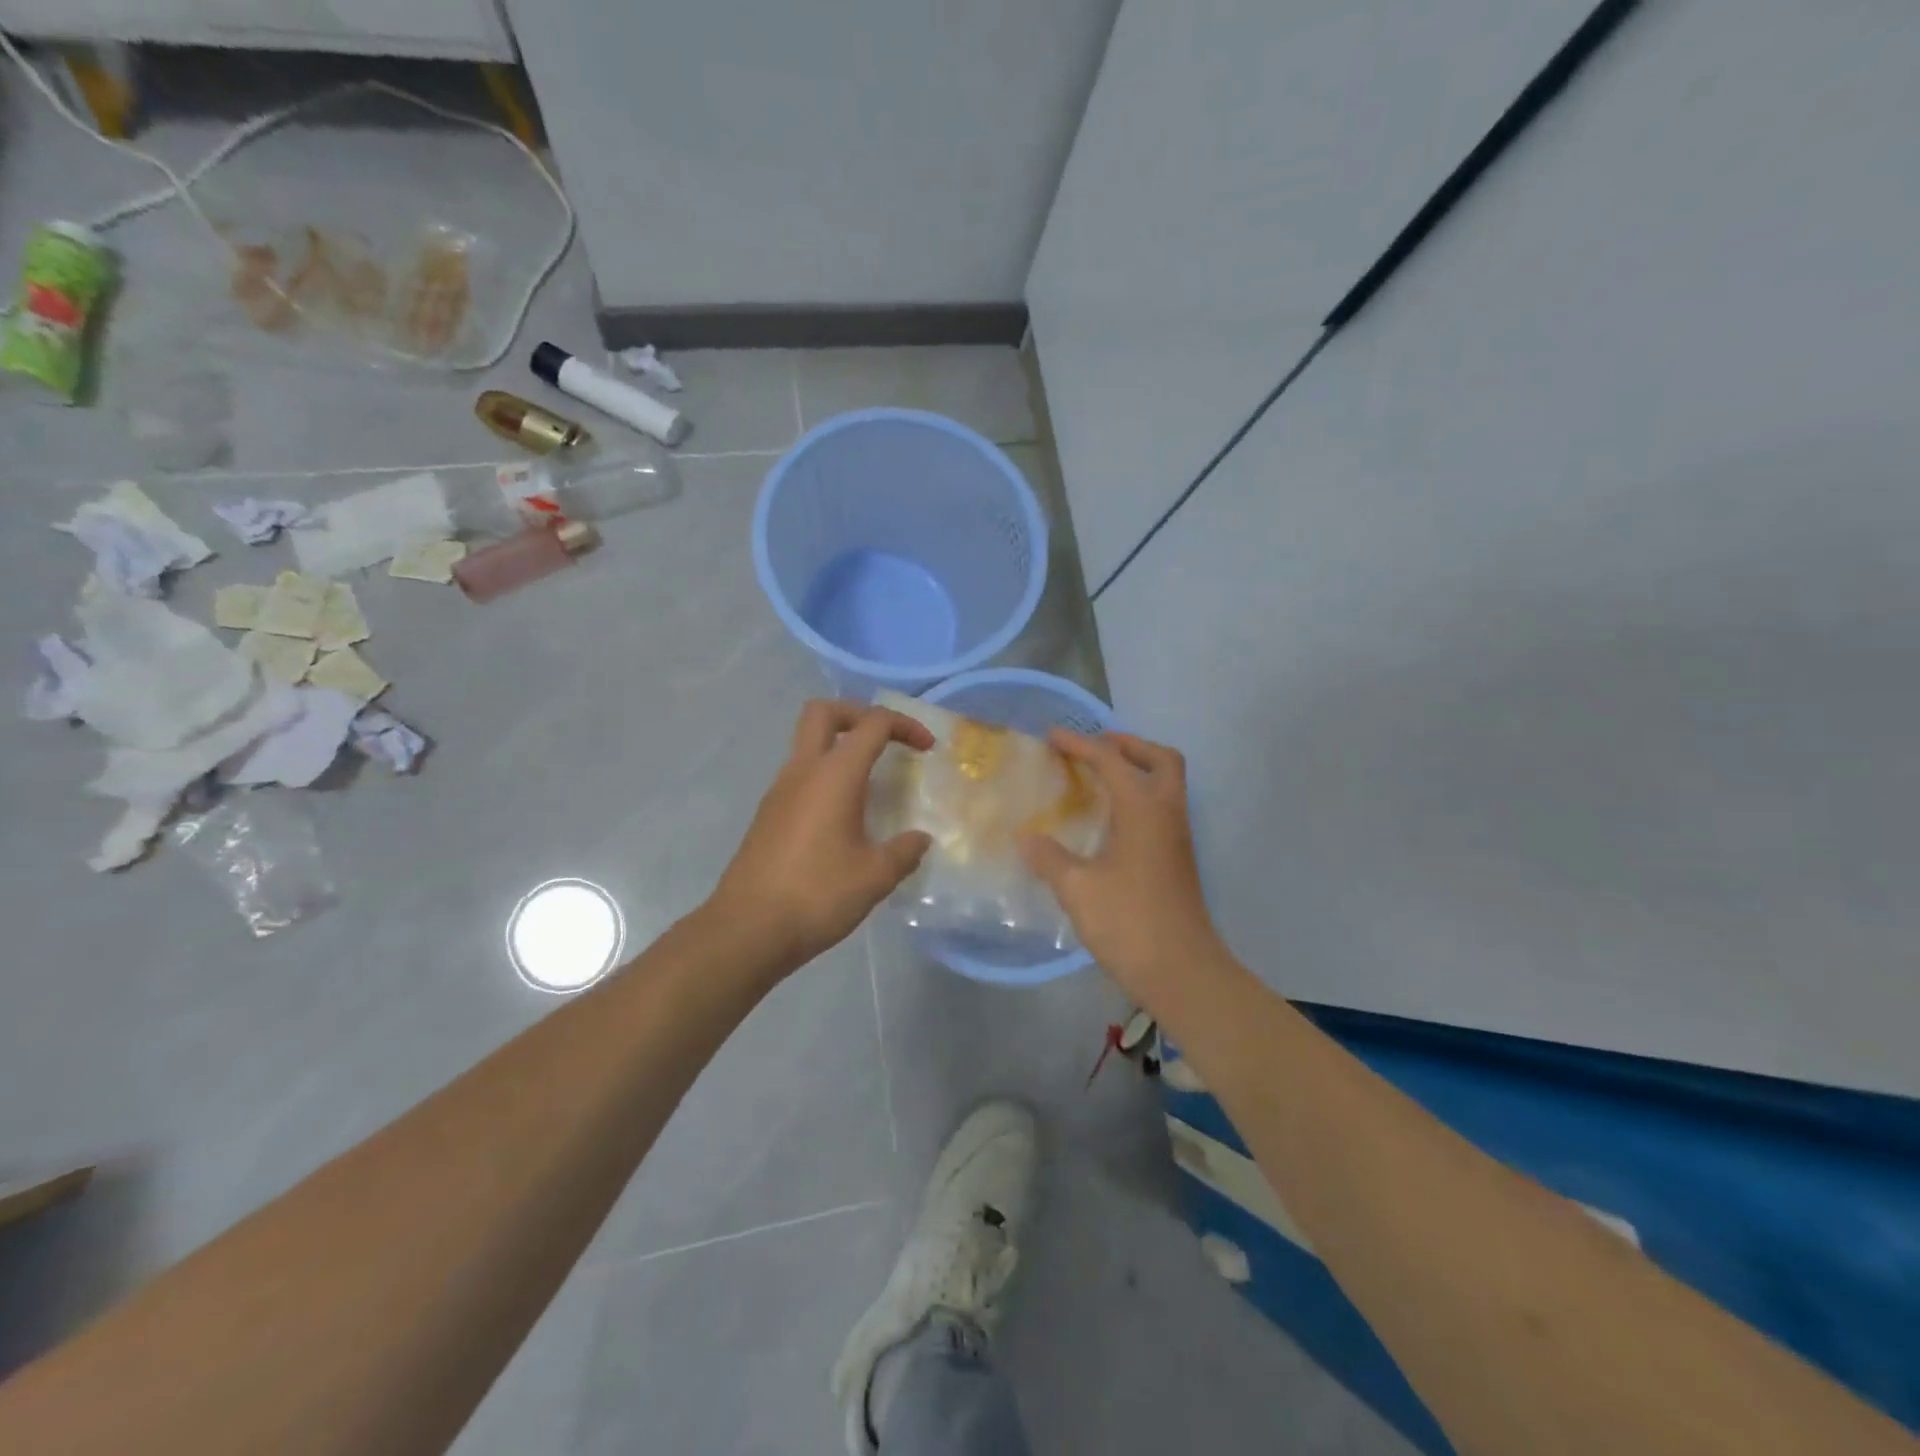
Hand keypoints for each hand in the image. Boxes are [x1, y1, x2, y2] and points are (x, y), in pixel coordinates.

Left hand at [709, 700, 933, 974]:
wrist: (747, 930)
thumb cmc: (817, 895)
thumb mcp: (875, 877)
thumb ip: (904, 851)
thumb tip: (920, 839)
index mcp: (834, 775)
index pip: (873, 724)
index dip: (905, 726)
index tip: (927, 749)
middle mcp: (803, 771)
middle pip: (824, 712)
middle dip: (860, 714)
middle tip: (886, 741)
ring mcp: (779, 791)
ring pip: (807, 743)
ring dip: (840, 747)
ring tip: (871, 783)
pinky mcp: (768, 814)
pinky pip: (800, 775)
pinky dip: (826, 776)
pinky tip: (843, 816)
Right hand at [1020, 730, 1230, 1008]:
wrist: (1183, 972)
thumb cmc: (1129, 923)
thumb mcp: (1078, 889)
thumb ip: (1050, 858)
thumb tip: (1027, 838)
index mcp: (1143, 810)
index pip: (1112, 760)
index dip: (1080, 744)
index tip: (1052, 736)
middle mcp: (1167, 814)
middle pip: (1160, 759)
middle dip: (1127, 745)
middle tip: (1094, 749)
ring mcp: (1177, 838)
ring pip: (1166, 784)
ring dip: (1136, 770)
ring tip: (1097, 779)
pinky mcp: (1177, 860)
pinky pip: (1161, 809)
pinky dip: (1138, 798)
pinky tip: (1109, 821)